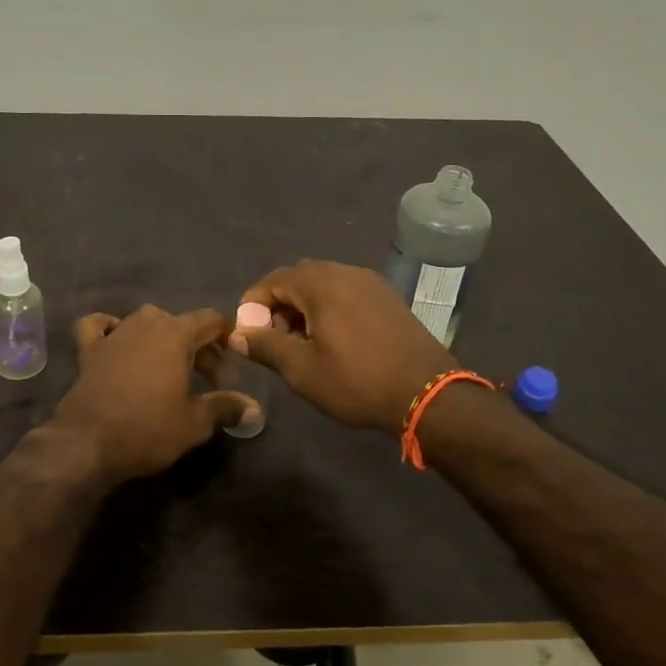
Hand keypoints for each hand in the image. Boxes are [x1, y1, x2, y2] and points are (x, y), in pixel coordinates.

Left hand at [51, 306, 255, 482]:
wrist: (88, 443)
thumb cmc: (148, 429)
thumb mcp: (195, 423)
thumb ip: (225, 408)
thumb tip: (255, 409)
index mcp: (175, 334)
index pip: (210, 320)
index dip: (225, 337)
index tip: (233, 361)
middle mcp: (145, 324)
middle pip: (180, 323)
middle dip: (197, 346)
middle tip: (205, 380)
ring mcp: (114, 334)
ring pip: (144, 321)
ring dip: (161, 338)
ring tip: (169, 367)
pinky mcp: (89, 350)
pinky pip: (98, 326)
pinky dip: (109, 328)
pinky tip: (116, 341)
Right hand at [231, 260, 456, 433]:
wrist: (428, 393)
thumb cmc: (357, 381)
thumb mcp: (302, 369)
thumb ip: (265, 346)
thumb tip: (236, 335)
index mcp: (320, 283)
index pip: (273, 280)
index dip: (253, 304)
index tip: (247, 334)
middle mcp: (345, 272)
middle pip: (298, 278)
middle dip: (278, 305)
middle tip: (273, 340)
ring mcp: (370, 283)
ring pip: (324, 285)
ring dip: (304, 307)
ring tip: (301, 344)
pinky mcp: (388, 298)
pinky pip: (346, 293)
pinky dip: (329, 308)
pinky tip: (333, 341)